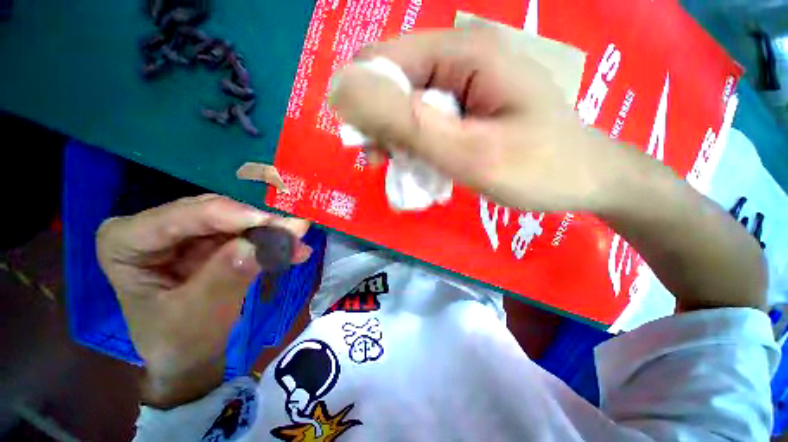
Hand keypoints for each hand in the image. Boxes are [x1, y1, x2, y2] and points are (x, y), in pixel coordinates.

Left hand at [96, 194, 310, 406]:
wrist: (188, 355)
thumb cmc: (179, 342)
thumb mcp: (198, 315)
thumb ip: (224, 277)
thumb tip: (257, 244)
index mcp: (125, 242)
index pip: (181, 216)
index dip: (233, 217)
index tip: (276, 224)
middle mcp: (151, 227)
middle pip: (213, 212)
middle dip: (259, 224)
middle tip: (297, 232)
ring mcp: (182, 231)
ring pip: (236, 219)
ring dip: (270, 232)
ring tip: (298, 244)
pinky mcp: (207, 239)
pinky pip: (245, 232)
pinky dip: (270, 241)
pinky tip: (292, 249)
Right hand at [330, 28, 635, 211]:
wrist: (585, 179)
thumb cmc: (537, 169)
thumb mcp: (469, 152)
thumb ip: (408, 122)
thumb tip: (344, 92)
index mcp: (463, 54)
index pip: (385, 62)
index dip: (364, 103)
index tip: (367, 147)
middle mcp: (460, 60)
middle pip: (394, 85)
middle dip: (382, 127)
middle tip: (385, 164)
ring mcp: (465, 86)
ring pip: (408, 108)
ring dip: (398, 141)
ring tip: (405, 171)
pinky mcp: (467, 109)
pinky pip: (427, 123)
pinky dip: (416, 147)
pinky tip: (424, 168)